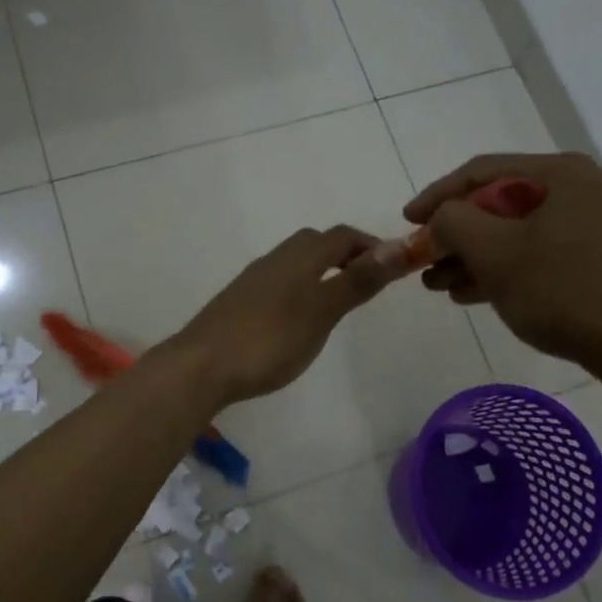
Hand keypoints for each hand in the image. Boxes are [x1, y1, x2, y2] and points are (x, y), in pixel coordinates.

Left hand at [169, 225, 397, 406]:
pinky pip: (279, 281)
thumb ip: (358, 281)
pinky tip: (299, 317)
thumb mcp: (322, 312)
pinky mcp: (238, 301)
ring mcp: (253, 280)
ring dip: (321, 269)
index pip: (342, 236)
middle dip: (345, 253)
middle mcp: (275, 259)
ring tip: (338, 299)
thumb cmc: (269, 339)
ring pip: (295, 261)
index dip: (371, 244)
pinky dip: (301, 286)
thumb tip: (400, 246)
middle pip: (316, 243)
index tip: (394, 266)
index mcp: (299, 257)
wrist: (201, 366)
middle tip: (368, 280)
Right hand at [404, 152, 601, 367]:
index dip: (437, 195)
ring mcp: (586, 225)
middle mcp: (576, 190)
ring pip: (511, 232)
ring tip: (435, 284)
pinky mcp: (590, 259)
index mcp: (559, 173)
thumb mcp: (494, 252)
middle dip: (454, 234)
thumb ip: (453, 222)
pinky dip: (498, 270)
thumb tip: (440, 218)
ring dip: (470, 256)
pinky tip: (466, 293)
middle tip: (421, 260)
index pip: (481, 171)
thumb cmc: (563, 289)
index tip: (406, 222)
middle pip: (495, 203)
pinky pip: (531, 253)